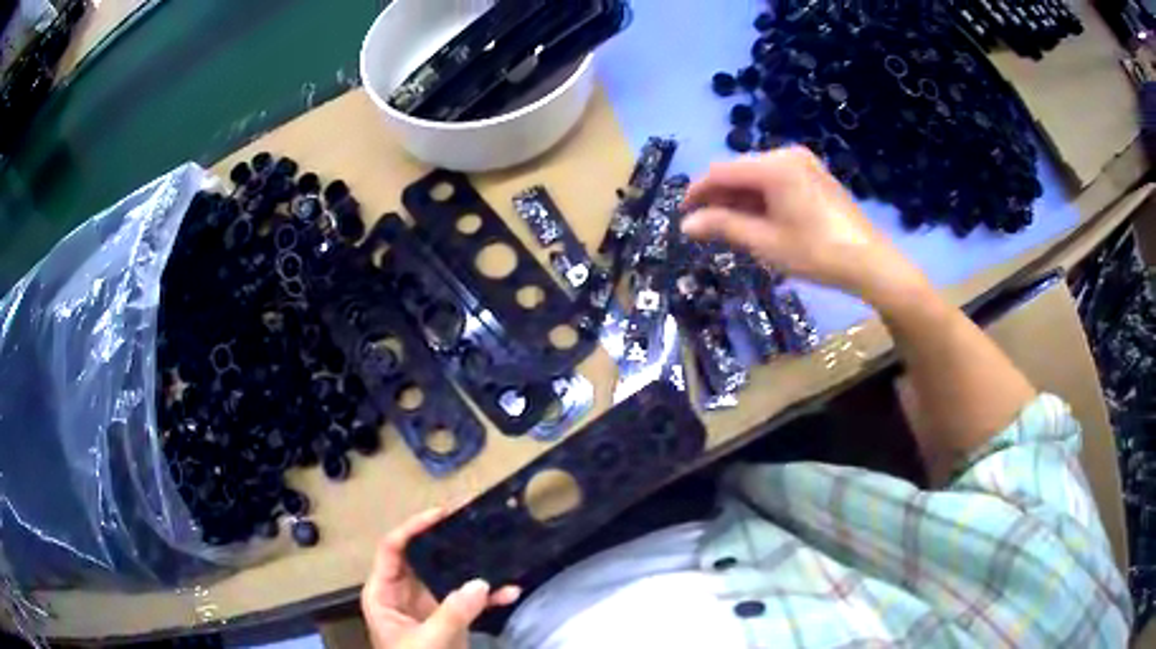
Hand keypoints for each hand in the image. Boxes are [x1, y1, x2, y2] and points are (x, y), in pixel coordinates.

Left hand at [361, 508, 520, 648]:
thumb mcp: (428, 641)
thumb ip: (452, 613)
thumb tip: (481, 582)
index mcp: (384, 593)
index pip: (393, 549)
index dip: (414, 527)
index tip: (443, 513)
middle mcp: (404, 594)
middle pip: (424, 557)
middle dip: (450, 541)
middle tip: (475, 519)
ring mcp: (429, 607)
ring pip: (450, 577)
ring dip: (475, 568)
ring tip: (499, 548)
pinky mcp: (449, 620)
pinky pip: (469, 602)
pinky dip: (489, 597)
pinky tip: (512, 592)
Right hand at [682, 147, 927, 308]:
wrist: (870, 262)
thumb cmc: (816, 252)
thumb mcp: (765, 242)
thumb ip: (723, 226)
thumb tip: (686, 224)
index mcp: (773, 166)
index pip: (721, 172)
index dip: (697, 192)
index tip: (682, 215)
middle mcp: (786, 155)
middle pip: (739, 171)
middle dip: (718, 197)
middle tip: (704, 227)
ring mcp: (803, 163)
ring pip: (757, 177)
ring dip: (739, 199)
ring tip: (727, 228)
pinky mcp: (814, 175)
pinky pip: (776, 180)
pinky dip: (760, 198)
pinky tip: (756, 220)